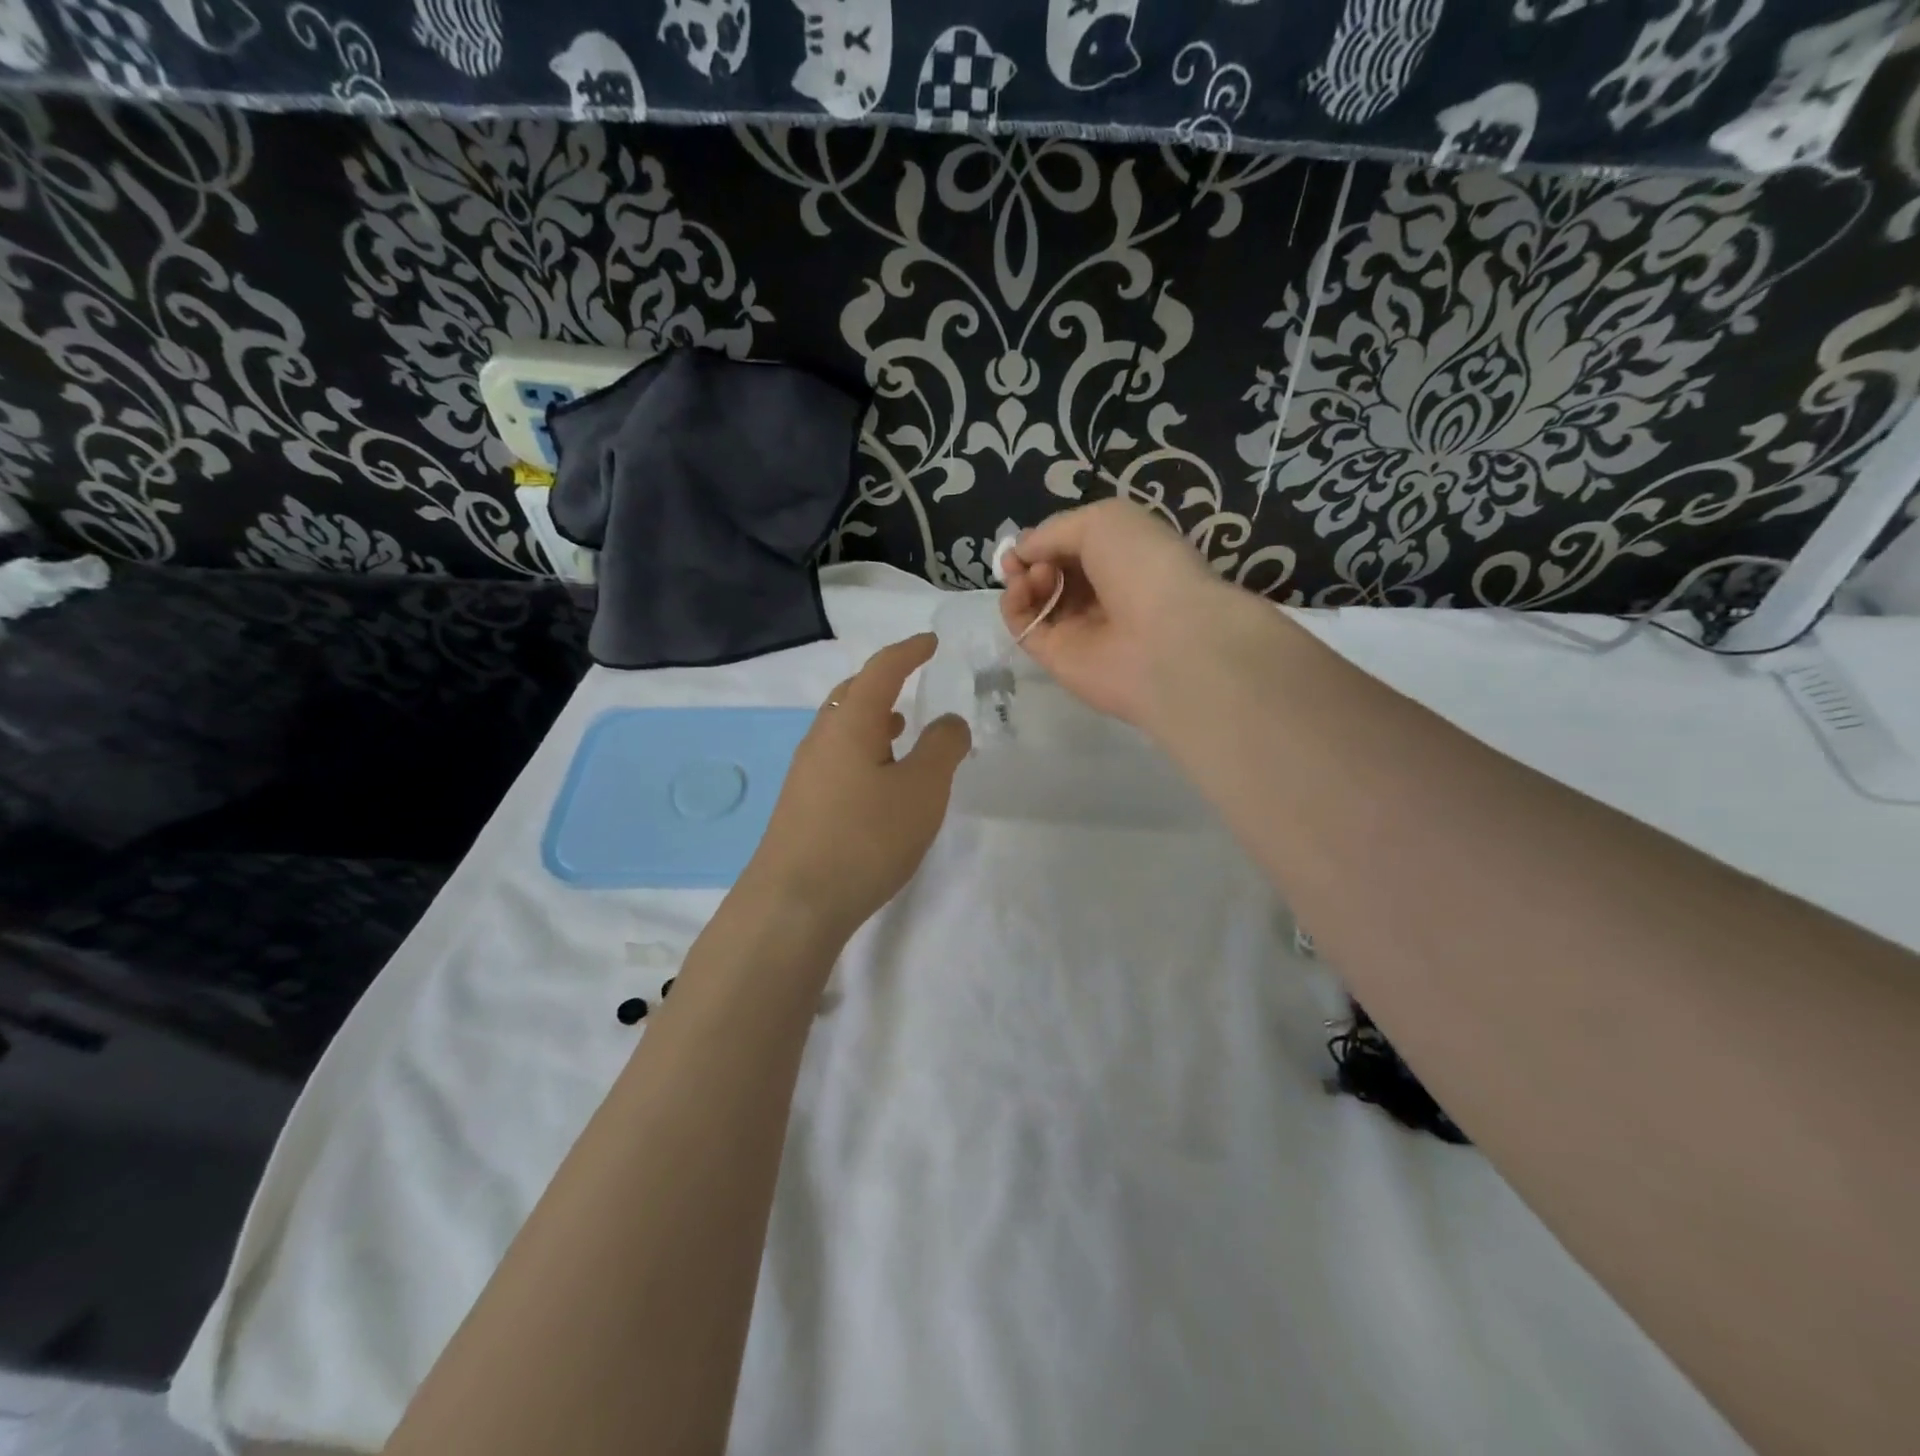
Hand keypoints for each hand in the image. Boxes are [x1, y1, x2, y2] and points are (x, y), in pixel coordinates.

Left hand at [746, 634, 970, 941]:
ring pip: (842, 728)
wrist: (794, 902)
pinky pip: (837, 758)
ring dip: (872, 719)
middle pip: (852, 695)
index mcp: (850, 723)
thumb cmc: (865, 837)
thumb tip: (948, 721)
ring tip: (900, 727)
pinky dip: (863, 751)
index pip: (881, 671)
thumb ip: (942, 748)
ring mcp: (806, 773)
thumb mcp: (922, 790)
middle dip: (883, 682)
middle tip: (911, 679)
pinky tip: (878, 779)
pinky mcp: (802, 805)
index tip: (930, 643)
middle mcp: (821, 739)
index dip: (908, 652)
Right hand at [998, 500, 1241, 730]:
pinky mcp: (1056, 658)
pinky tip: (1019, 591)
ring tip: (1034, 575)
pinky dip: (1012, 606)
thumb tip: (1021, 551)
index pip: (1075, 548)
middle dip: (1033, 558)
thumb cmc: (1144, 566)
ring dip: (1023, 578)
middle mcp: (1101, 594)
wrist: (1166, 640)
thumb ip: (1055, 531)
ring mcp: (1078, 629)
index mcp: (1123, 559)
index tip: (1030, 538)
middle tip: (1030, 559)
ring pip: (1035, 599)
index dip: (1048, 539)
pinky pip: (1025, 628)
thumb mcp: (1103, 521)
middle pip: (1052, 573)